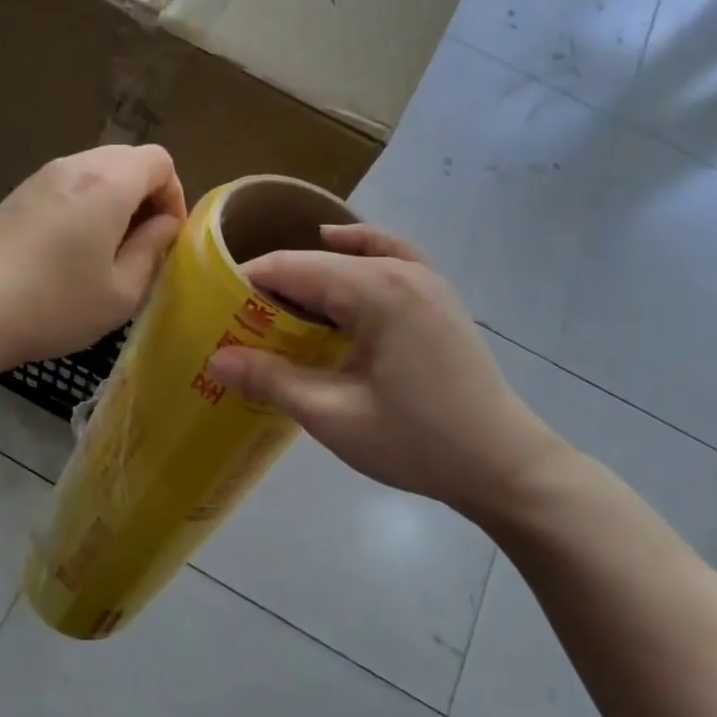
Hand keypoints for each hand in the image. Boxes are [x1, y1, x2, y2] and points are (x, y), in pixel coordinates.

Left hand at [0, 146, 186, 373]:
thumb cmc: (55, 306)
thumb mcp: (121, 292)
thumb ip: (152, 249)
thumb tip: (163, 224)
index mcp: (108, 183)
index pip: (159, 160)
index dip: (174, 195)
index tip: (166, 238)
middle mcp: (74, 166)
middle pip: (127, 159)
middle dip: (146, 195)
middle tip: (141, 243)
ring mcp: (39, 176)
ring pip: (95, 169)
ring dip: (114, 199)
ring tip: (106, 248)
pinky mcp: (16, 194)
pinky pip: (66, 184)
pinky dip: (83, 203)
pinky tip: (69, 248)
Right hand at [208, 224, 577, 525]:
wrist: (505, 466)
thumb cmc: (418, 443)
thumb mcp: (334, 416)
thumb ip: (272, 380)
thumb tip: (215, 359)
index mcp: (377, 291)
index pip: (292, 268)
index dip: (246, 282)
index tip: (211, 306)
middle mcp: (402, 270)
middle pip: (319, 261)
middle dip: (274, 285)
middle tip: (235, 319)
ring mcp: (426, 279)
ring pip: (352, 257)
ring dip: (310, 275)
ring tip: (275, 304)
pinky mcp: (437, 297)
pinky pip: (390, 256)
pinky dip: (359, 250)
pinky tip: (341, 252)